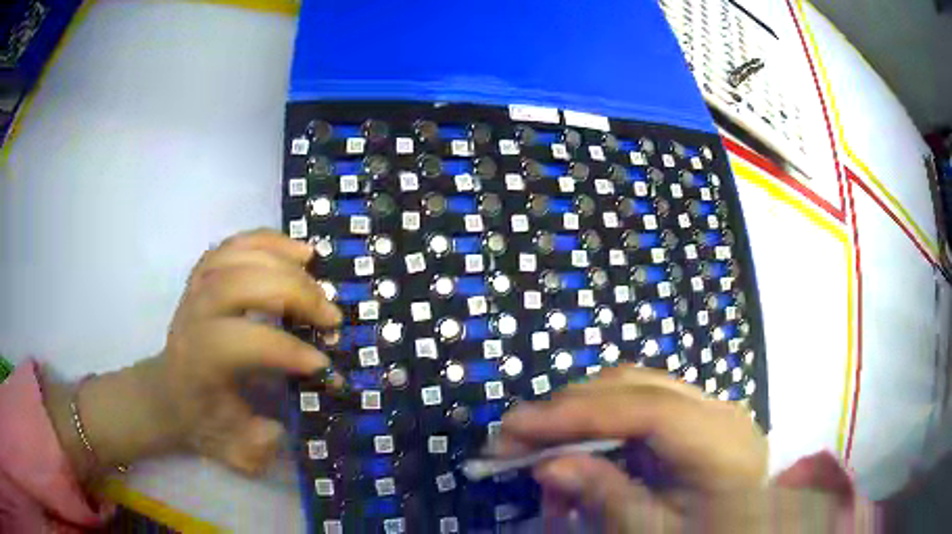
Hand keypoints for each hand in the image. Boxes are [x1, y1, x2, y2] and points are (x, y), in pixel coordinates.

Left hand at [45, 229, 340, 480]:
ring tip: (312, 263)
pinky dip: (256, 237)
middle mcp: (191, 314)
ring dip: (275, 255)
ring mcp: (192, 289)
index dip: (284, 352)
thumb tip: (283, 428)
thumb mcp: (223, 447)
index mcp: (195, 359)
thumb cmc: (192, 423)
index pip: (239, 342)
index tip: (323, 367)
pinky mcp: (197, 277)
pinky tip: (283, 244)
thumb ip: (250, 443)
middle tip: (327, 312)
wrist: (159, 391)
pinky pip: (226, 244)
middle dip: (289, 296)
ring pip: (230, 254)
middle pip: (237, 285)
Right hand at [493, 365, 767, 532]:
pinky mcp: (697, 417)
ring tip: (539, 442)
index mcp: (722, 441)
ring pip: (634, 388)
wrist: (744, 533)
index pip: (646, 408)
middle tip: (513, 437)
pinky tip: (579, 445)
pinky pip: (642, 404)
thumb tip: (548, 465)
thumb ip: (607, 498)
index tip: (515, 427)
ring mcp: (710, 408)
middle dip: (568, 409)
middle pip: (635, 387)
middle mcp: (719, 409)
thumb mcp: (654, 532)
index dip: (577, 414)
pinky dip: (602, 422)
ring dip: (581, 413)